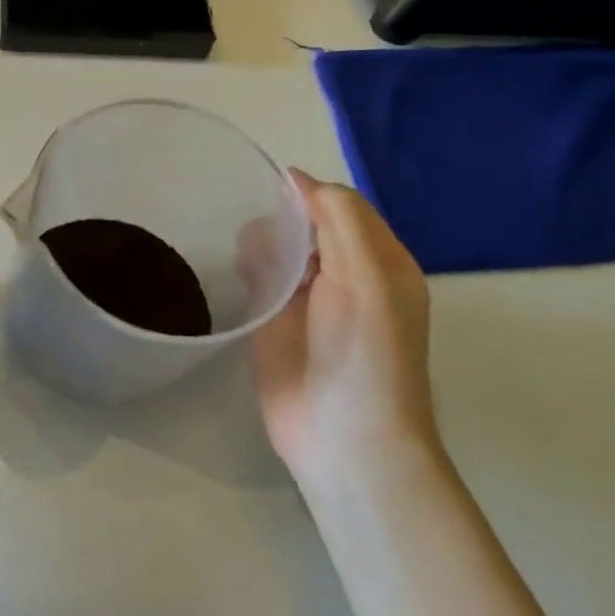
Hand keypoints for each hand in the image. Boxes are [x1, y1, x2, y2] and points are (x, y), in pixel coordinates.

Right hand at [251, 170, 438, 484]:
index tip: (267, 191)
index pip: (340, 206)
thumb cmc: (363, 353)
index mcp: (379, 260)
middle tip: (253, 232)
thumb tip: (296, 177)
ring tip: (245, 256)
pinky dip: (247, 268)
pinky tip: (235, 271)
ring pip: (280, 249)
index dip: (307, 194)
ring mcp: (307, 301)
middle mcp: (345, 275)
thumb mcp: (366, 276)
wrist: (343, 438)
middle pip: (306, 225)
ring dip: (260, 242)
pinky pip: (260, 281)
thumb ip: (338, 219)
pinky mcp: (275, 324)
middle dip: (279, 218)